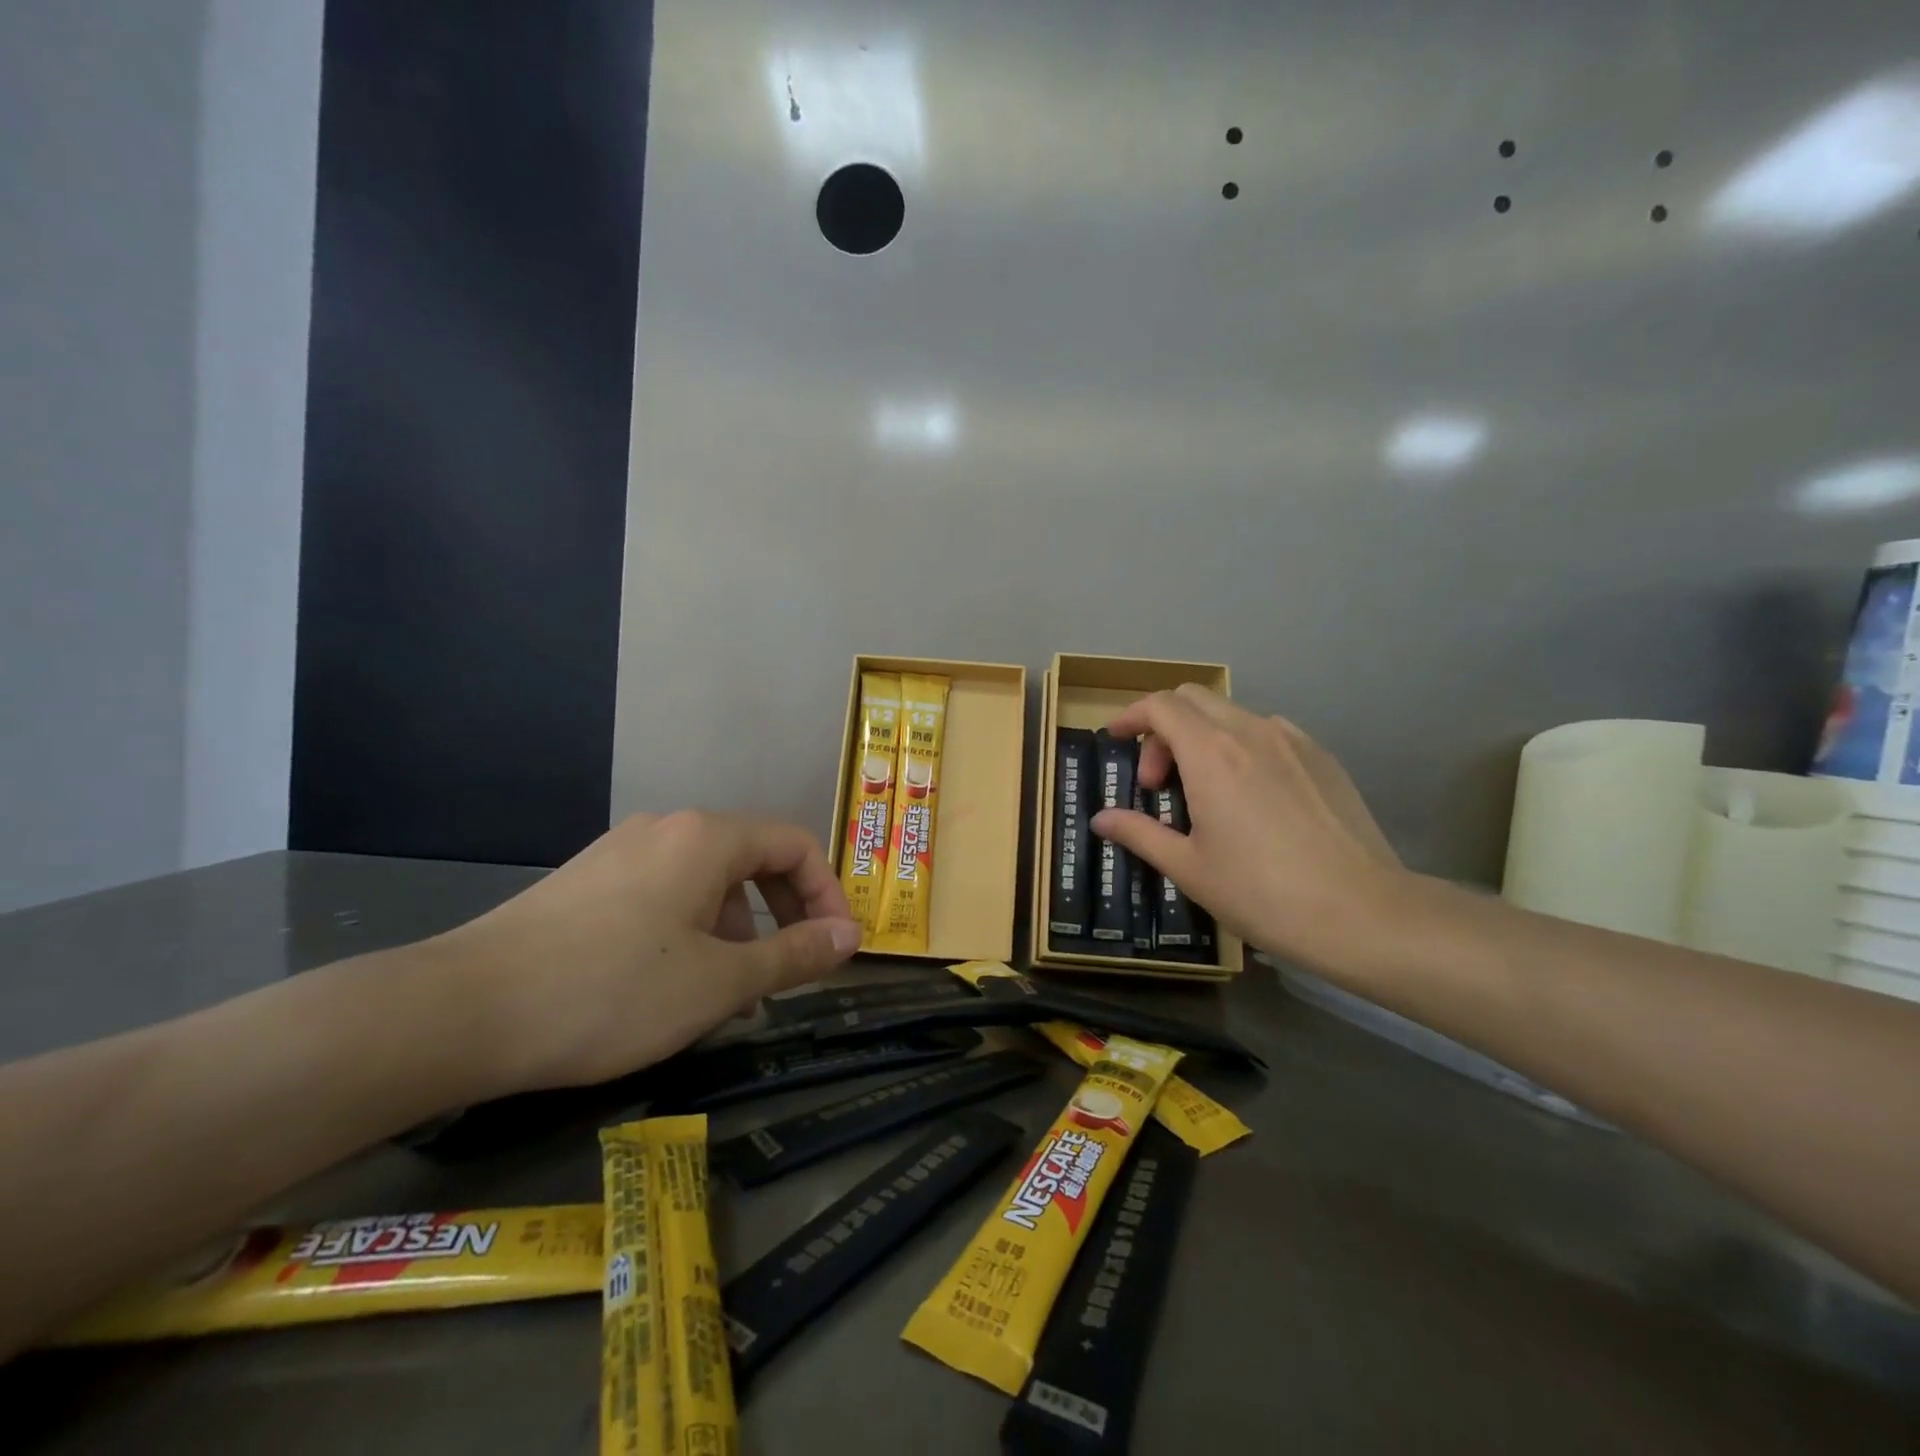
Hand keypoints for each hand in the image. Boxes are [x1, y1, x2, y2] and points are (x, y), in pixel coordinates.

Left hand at [435, 811, 861, 1092]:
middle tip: (791, 970)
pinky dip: (693, 930)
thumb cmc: (612, 990)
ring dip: (738, 928)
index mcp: (706, 837)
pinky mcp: (588, 882)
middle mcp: (666, 829)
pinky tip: (673, 984)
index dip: (827, 893)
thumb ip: (794, 955)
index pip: (795, 844)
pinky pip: (665, 894)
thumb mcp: (719, 981)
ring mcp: (621, 852)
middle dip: (784, 912)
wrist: (463, 1011)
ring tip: (730, 993)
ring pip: (707, 880)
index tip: (834, 949)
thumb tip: (851, 936)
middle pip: (752, 856)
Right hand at [1090, 685, 1407, 972]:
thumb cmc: (1261, 892)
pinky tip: (1250, 795)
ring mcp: (1293, 741)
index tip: (1115, 739)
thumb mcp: (1188, 868)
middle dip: (1163, 728)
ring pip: (1232, 714)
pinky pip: (1268, 732)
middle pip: (1193, 698)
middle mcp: (1251, 732)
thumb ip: (1139, 833)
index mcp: (1211, 754)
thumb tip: (1101, 819)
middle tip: (1159, 782)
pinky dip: (1240, 747)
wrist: (1362, 913)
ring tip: (1204, 791)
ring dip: (1202, 737)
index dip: (1130, 716)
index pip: (1160, 706)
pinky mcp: (1322, 758)